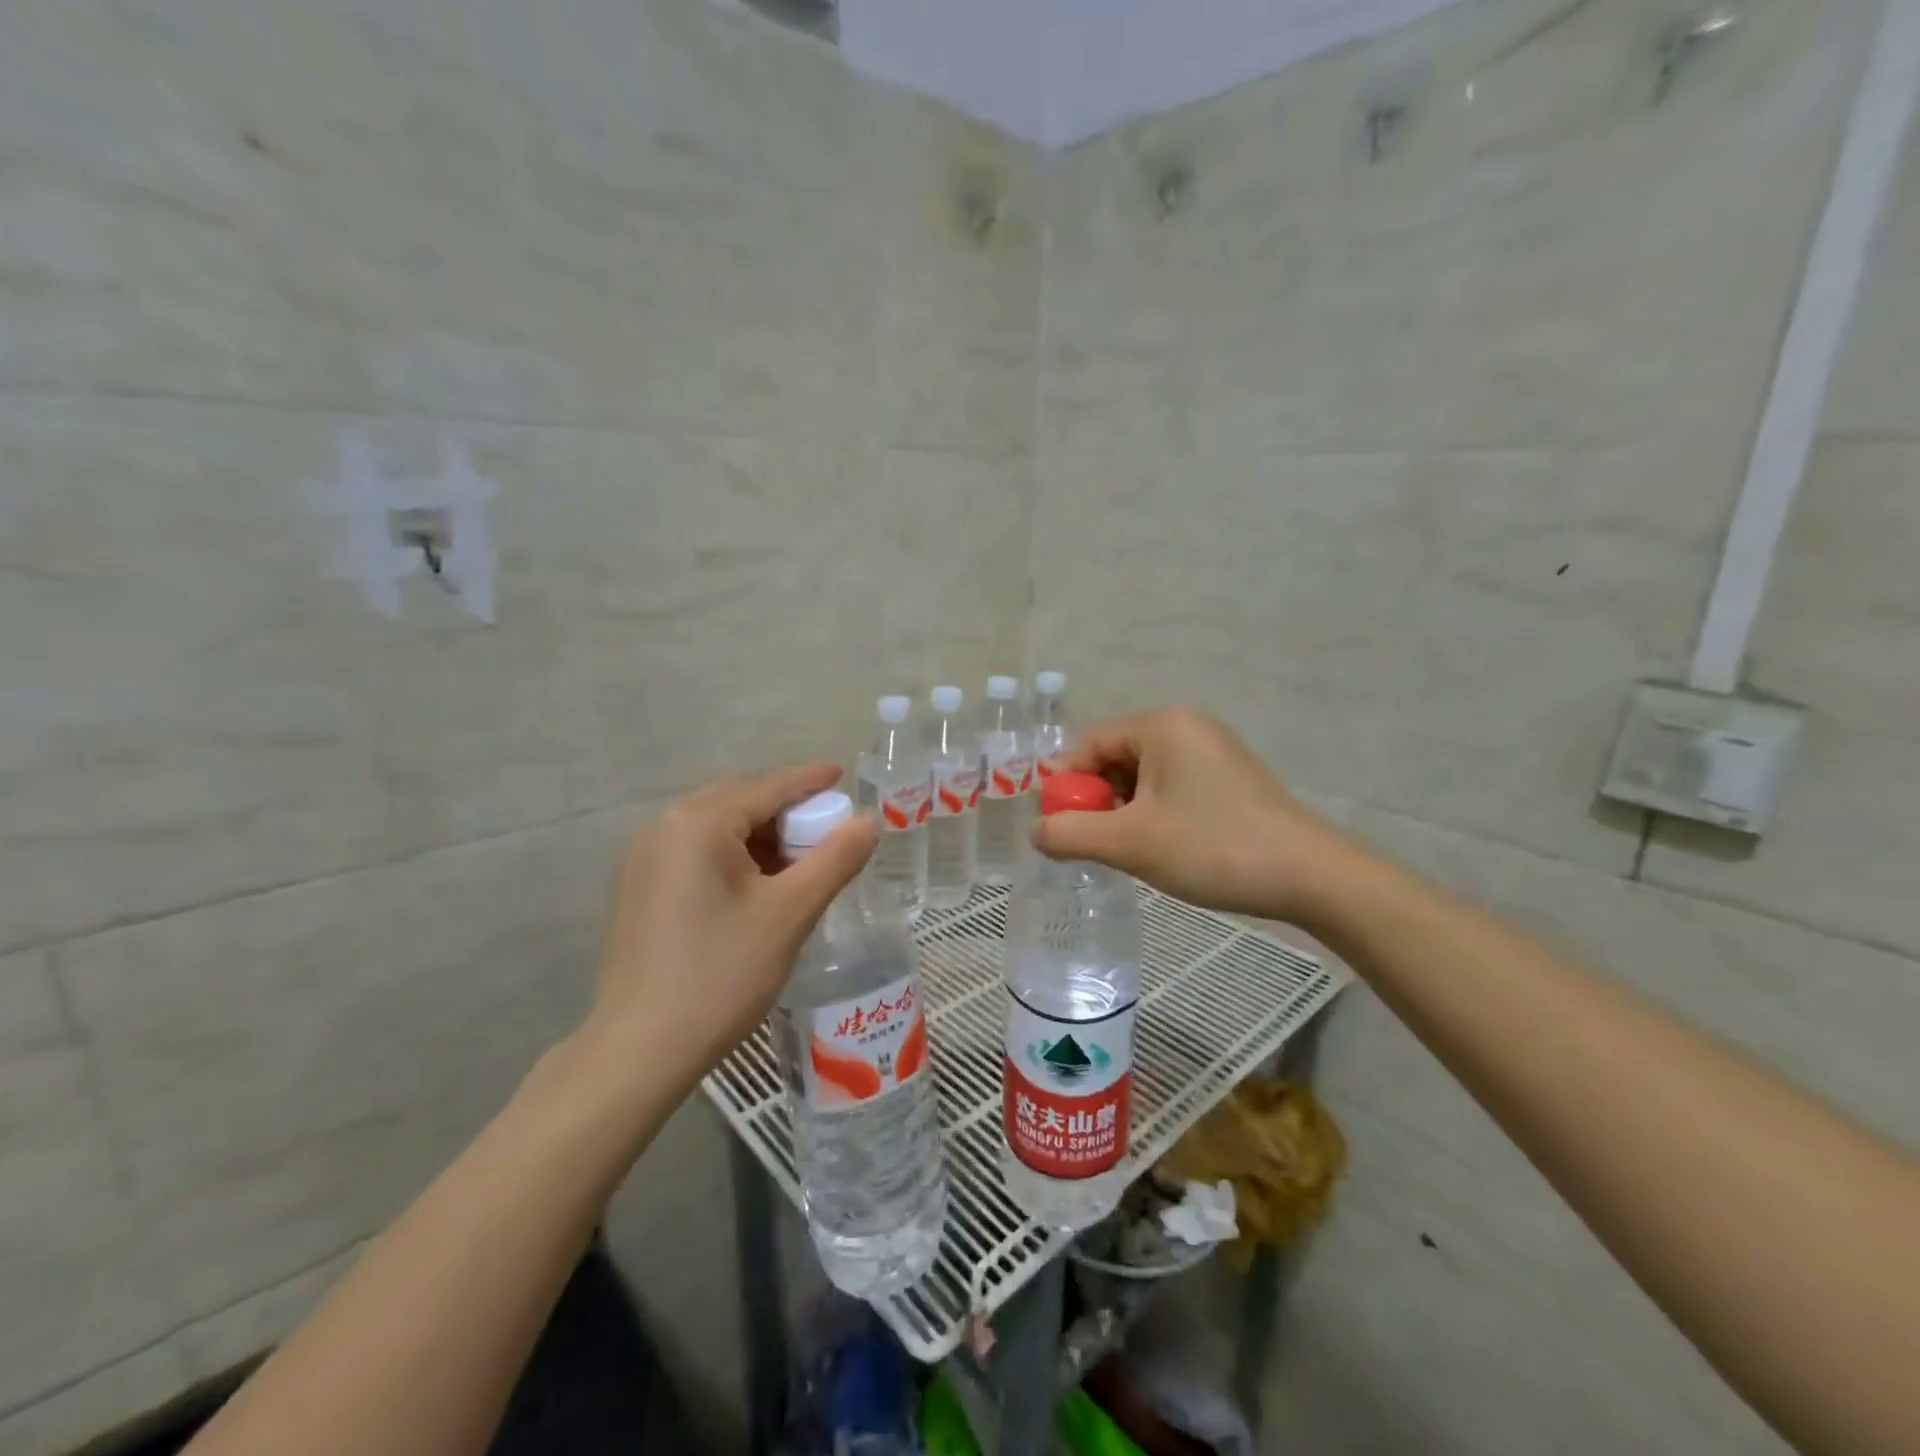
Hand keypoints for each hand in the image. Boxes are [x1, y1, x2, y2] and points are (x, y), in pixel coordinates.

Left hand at [585, 764, 877, 1096]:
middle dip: (786, 810)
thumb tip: (869, 821)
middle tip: (827, 829)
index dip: (810, 780)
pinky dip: (733, 856)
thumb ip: (835, 859)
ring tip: (798, 862)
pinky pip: (696, 852)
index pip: (768, 787)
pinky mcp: (639, 889)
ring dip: (760, 835)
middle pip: (739, 801)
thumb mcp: (790, 913)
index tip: (843, 773)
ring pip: (717, 828)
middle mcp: (664, 828)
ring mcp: (644, 859)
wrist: (640, 1051)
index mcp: (698, 823)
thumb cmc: (722, 974)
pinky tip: (756, 886)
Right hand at [1032, 707, 1362, 926]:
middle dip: (1097, 801)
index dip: (1067, 786)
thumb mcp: (1131, 843)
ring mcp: (1213, 751)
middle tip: (1094, 845)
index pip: (1089, 744)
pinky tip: (1160, 847)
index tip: (1060, 828)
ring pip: (1143, 776)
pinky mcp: (1230, 778)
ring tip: (1128, 852)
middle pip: (1116, 758)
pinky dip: (1154, 813)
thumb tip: (1036, 832)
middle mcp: (1187, 726)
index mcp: (1162, 725)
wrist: (1311, 877)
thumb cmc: (1213, 848)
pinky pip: (1172, 786)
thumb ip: (1071, 834)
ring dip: (1124, 811)